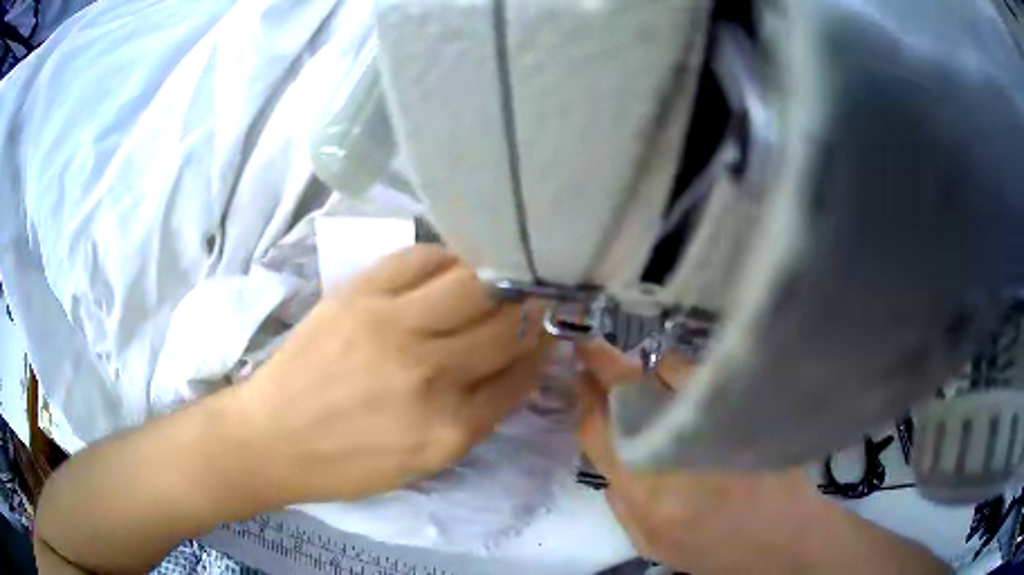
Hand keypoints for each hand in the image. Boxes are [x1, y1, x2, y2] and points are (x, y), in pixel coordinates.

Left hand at [241, 245, 549, 504]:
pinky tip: (451, 265)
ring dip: (497, 278)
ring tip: (499, 275)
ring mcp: (392, 327)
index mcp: (450, 429)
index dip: (542, 349)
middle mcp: (430, 375)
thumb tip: (515, 367)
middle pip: (507, 325)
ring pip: (474, 283)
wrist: (272, 438)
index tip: (549, 332)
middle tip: (535, 297)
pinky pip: (421, 258)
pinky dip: (447, 257)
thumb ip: (476, 417)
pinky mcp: (358, 295)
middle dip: (532, 308)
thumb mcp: (424, 462)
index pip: (521, 375)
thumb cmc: (348, 463)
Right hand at [575, 342, 946, 574]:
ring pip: (670, 375)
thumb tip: (606, 446)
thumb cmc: (715, 550)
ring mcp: (716, 425)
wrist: (786, 538)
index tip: (579, 372)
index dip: (586, 396)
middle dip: (606, 367)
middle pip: (631, 393)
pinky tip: (683, 380)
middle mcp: (677, 453)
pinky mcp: (745, 410)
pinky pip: (704, 376)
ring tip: (644, 369)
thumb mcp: (650, 542)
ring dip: (650, 367)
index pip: (600, 431)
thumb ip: (620, 498)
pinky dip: (686, 371)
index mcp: (647, 494)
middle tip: (593, 349)